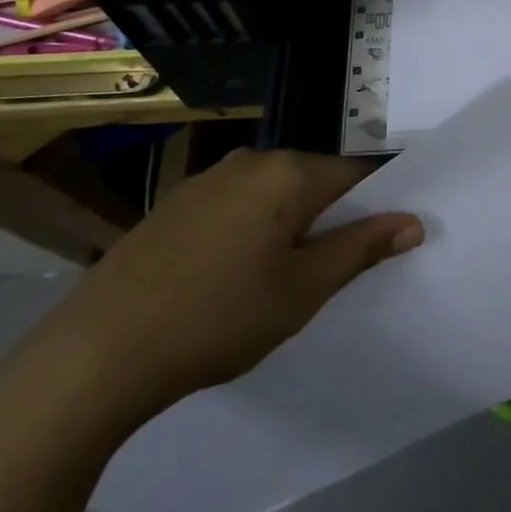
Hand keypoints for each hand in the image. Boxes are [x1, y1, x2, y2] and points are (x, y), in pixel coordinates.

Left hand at [17, 149, 422, 429]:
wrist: (97, 351)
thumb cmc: (217, 318)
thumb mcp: (302, 290)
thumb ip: (361, 249)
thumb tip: (413, 221)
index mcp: (288, 172)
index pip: (355, 175)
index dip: (375, 208)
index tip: (378, 248)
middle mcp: (251, 160)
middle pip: (313, 181)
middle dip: (327, 221)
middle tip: (325, 277)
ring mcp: (208, 178)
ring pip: (272, 195)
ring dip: (287, 227)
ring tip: (275, 283)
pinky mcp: (176, 203)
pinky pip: (235, 206)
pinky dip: (248, 231)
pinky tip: (228, 278)